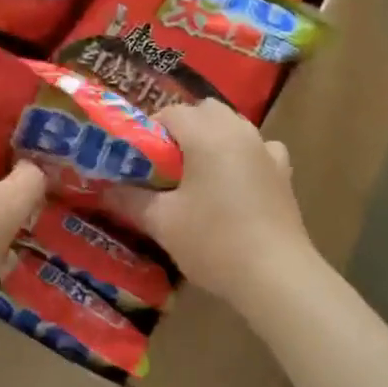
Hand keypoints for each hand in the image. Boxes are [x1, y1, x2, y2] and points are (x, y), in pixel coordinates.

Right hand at [106, 97, 313, 299]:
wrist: (275, 276)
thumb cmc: (213, 242)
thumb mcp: (162, 222)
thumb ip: (130, 200)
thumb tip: (104, 189)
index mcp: (207, 135)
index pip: (171, 113)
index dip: (149, 129)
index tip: (136, 155)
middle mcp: (239, 132)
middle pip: (206, 111)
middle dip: (183, 127)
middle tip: (164, 161)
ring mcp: (266, 150)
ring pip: (234, 126)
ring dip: (213, 137)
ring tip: (197, 171)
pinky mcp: (283, 173)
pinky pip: (260, 148)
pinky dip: (244, 154)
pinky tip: (236, 179)